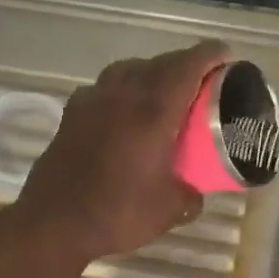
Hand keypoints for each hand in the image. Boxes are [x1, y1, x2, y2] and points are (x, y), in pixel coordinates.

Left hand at [15, 40, 229, 262]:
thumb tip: (196, 192)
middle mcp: (124, 96)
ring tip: (163, 88)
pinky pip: (104, 87)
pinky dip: (121, 88)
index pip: (187, 67)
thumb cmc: (117, 212)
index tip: (225, 55)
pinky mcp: (72, 113)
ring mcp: (94, 101)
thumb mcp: (168, 211)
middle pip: (160, 63)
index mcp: (154, 112)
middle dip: (184, 63)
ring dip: (151, 71)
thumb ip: (190, 196)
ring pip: (128, 69)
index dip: (209, 55)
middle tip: (202, 78)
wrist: (53, 223)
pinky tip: (123, 109)